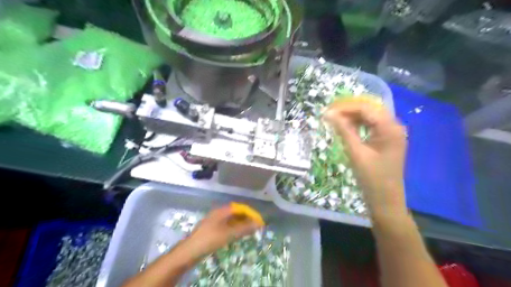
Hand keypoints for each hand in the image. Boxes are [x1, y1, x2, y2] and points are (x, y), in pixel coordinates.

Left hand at [184, 204, 260, 259]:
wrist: (190, 251)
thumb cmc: (210, 239)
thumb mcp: (229, 234)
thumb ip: (244, 228)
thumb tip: (258, 224)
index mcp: (222, 211)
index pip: (240, 208)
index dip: (250, 213)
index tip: (258, 221)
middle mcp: (218, 213)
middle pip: (235, 212)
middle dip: (246, 218)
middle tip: (255, 226)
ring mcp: (214, 220)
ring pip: (231, 219)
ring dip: (241, 224)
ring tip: (249, 231)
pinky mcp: (212, 228)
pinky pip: (226, 225)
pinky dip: (234, 228)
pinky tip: (237, 234)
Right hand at [325, 99, 409, 218]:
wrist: (385, 200)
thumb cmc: (372, 179)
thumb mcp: (356, 153)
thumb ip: (344, 130)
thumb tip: (329, 114)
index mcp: (390, 128)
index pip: (366, 108)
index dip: (345, 107)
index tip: (327, 110)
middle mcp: (394, 126)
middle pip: (369, 109)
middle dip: (348, 109)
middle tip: (329, 113)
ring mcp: (391, 132)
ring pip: (369, 116)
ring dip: (352, 115)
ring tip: (334, 118)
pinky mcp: (386, 139)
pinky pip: (371, 125)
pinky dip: (357, 123)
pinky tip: (345, 126)